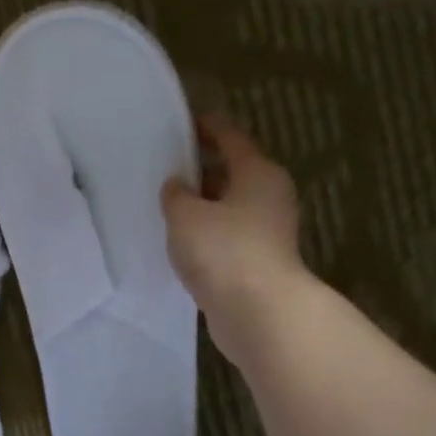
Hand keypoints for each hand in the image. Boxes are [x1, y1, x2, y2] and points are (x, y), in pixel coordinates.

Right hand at [161, 117, 305, 315]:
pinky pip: (228, 236)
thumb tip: (177, 185)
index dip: (206, 128)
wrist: (258, 311)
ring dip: (203, 206)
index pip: (231, 138)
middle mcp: (269, 196)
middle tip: (166, 169)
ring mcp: (267, 231)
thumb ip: (176, 195)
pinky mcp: (259, 261)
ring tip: (167, 207)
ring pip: (229, 207)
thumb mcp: (186, 215)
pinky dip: (207, 234)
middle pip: (233, 173)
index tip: (182, 124)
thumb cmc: (223, 251)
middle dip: (201, 170)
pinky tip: (182, 242)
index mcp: (258, 173)